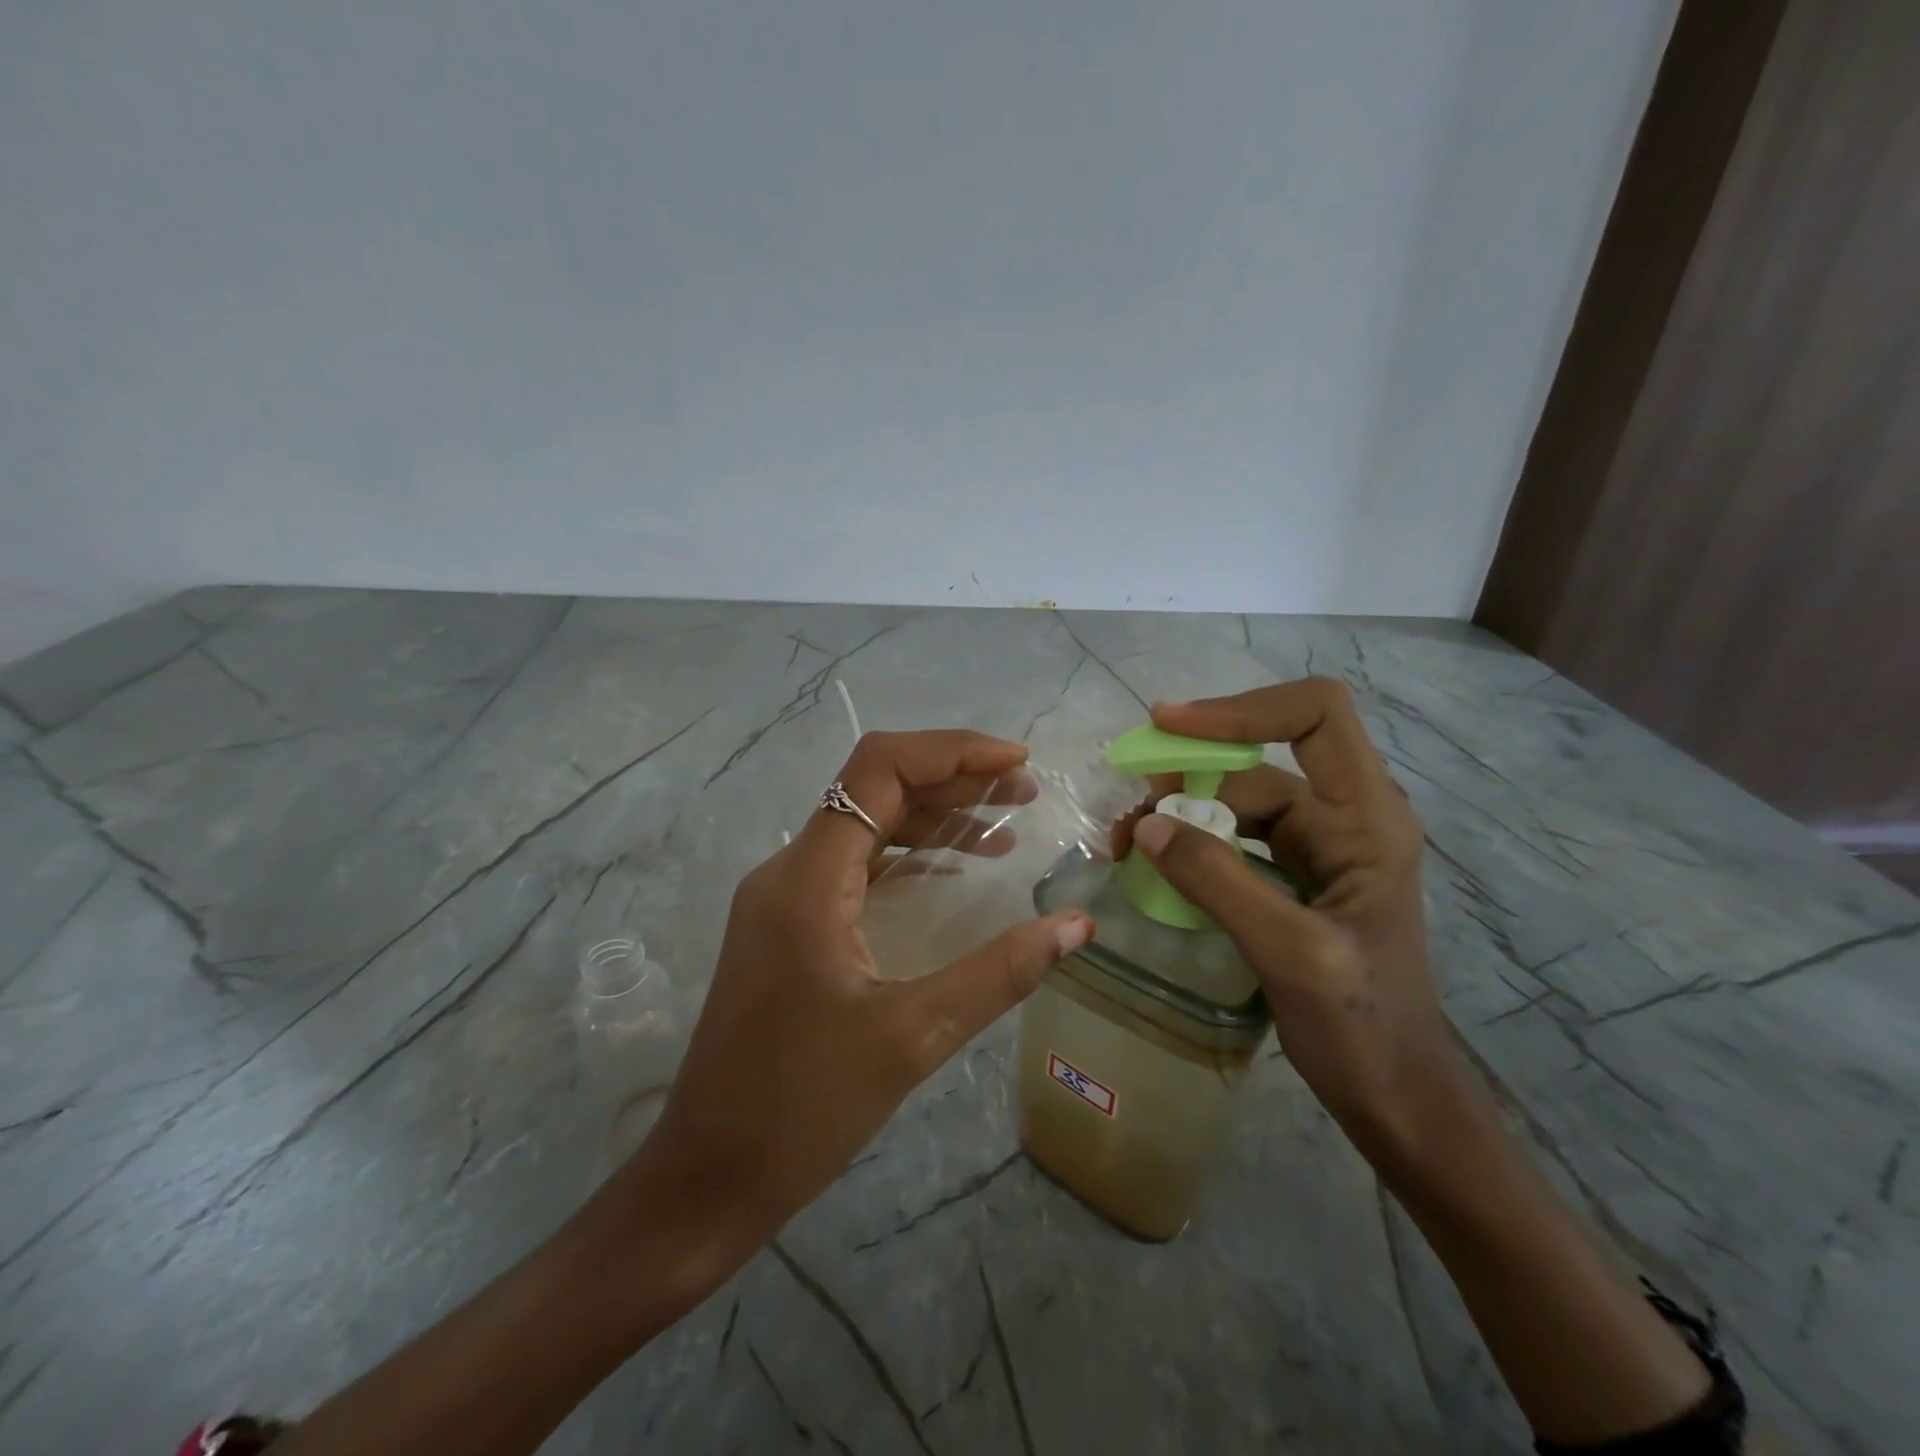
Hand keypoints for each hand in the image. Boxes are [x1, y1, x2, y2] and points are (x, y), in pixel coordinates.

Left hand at [612, 728, 1093, 1287]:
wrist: (707, 1177)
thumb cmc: (801, 1109)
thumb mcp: (912, 1037)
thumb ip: (999, 973)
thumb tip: (1077, 925)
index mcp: (808, 879)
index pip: (878, 770)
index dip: (952, 752)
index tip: (1016, 763)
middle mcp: (789, 871)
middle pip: (875, 790)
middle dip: (953, 780)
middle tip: (1024, 792)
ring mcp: (784, 899)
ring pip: (865, 826)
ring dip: (933, 817)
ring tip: (1005, 825)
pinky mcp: (789, 927)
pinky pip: (855, 867)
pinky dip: (909, 856)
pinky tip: (954, 870)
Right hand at [1119, 678, 1462, 1175]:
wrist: (1397, 1099)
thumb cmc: (1363, 1027)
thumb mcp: (1290, 951)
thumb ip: (1218, 880)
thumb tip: (1146, 824)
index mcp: (1367, 817)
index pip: (1315, 715)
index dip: (1241, 709)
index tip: (1168, 727)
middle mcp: (1345, 817)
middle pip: (1257, 763)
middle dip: (1187, 778)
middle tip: (1127, 821)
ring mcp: (1320, 847)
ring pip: (1237, 802)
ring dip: (1180, 815)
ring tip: (1127, 848)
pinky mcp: (1296, 877)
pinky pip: (1235, 840)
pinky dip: (1192, 845)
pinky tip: (1158, 869)